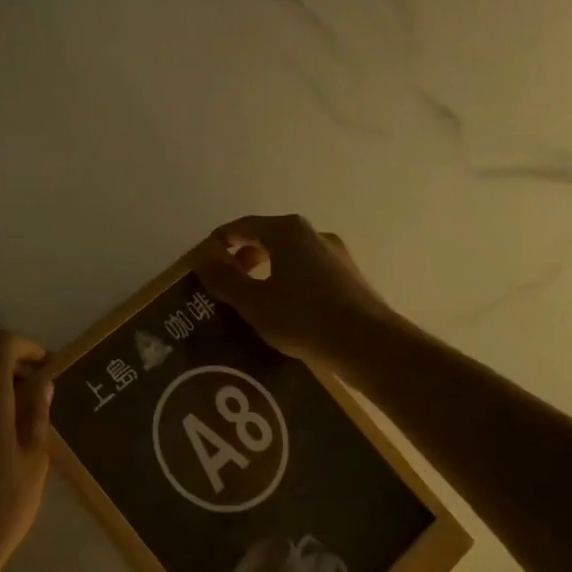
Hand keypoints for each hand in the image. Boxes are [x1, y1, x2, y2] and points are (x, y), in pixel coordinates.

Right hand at [195, 214, 395, 369]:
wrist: (369, 345)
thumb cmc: (303, 318)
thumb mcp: (254, 302)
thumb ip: (224, 279)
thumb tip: (203, 260)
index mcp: (286, 231)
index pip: (241, 226)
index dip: (218, 243)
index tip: (202, 264)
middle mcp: (312, 234)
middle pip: (267, 238)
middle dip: (242, 257)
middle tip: (225, 283)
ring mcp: (335, 255)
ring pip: (289, 256)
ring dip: (266, 272)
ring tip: (253, 300)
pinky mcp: (349, 277)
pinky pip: (308, 272)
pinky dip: (289, 282)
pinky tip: (285, 310)